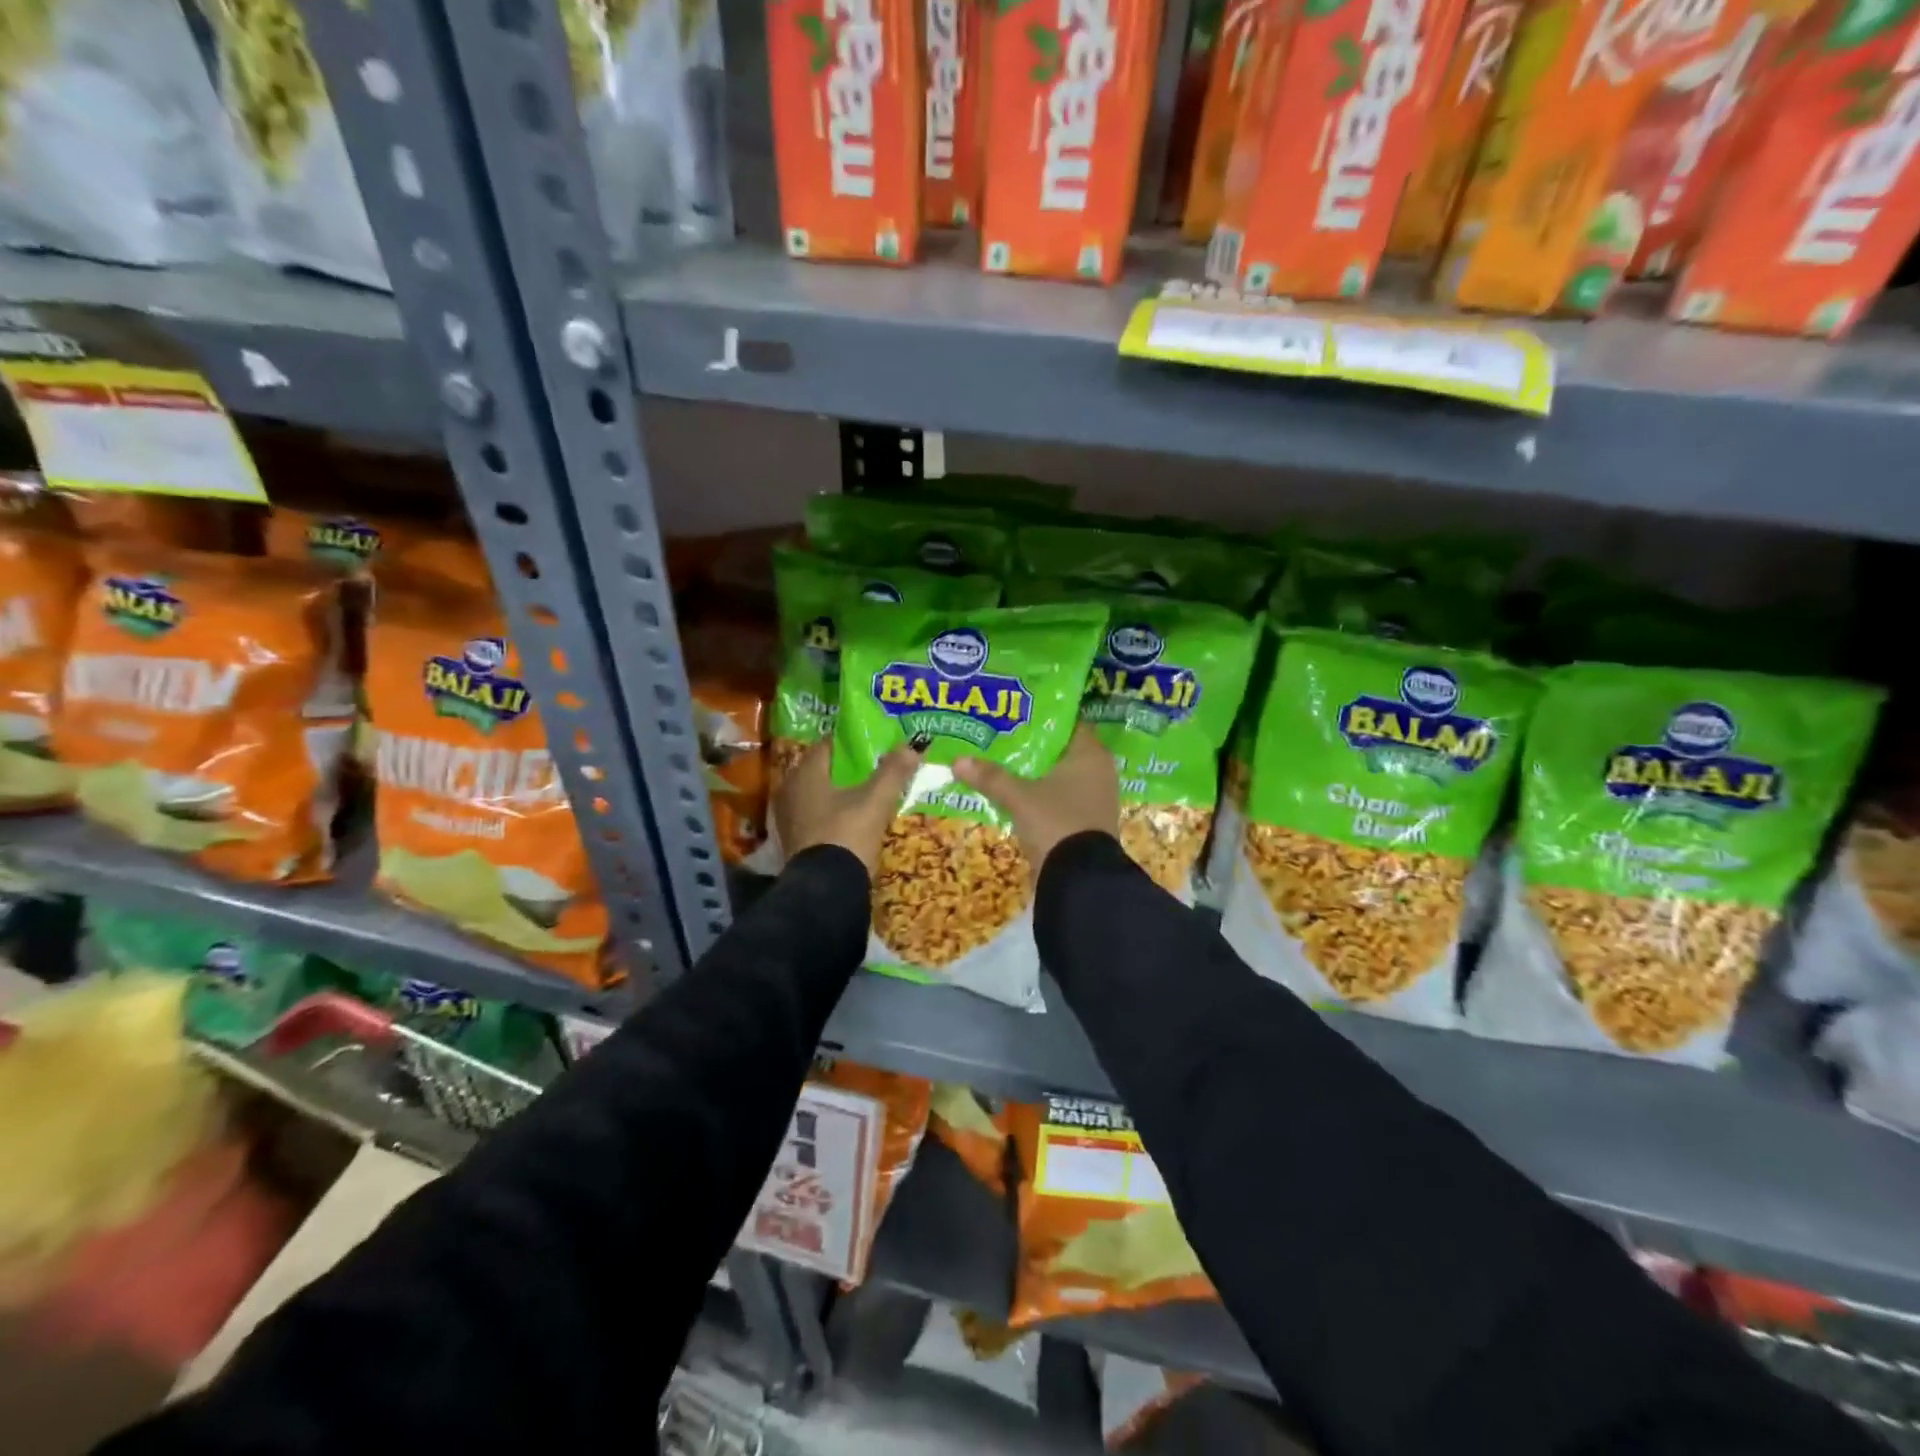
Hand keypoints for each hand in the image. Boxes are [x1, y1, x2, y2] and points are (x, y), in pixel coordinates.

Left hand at [773, 740, 920, 875]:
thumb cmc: (848, 834)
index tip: (873, 744)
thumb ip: (893, 772)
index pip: (828, 745)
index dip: (851, 743)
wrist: (826, 890)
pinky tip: (852, 819)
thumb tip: (912, 746)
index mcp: (805, 773)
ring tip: (867, 794)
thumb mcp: (876, 801)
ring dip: (839, 792)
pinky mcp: (794, 840)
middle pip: (822, 770)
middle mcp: (790, 790)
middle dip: (846, 769)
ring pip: (818, 794)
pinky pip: (815, 815)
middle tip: (874, 768)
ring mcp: (789, 817)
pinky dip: (832, 813)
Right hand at [953, 724, 1118, 872]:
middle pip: (1062, 749)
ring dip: (1037, 772)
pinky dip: (1042, 793)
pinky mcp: (1087, 821)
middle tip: (1003, 736)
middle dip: (1035, 746)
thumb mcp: (1019, 798)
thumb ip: (991, 777)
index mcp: (1091, 754)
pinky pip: (1062, 797)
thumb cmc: (1056, 822)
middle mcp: (1099, 771)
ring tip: (1003, 763)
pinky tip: (1017, 793)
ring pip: (1061, 775)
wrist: (1080, 879)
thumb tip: (957, 760)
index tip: (1017, 714)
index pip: (1070, 723)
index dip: (1044, 717)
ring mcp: (1095, 798)